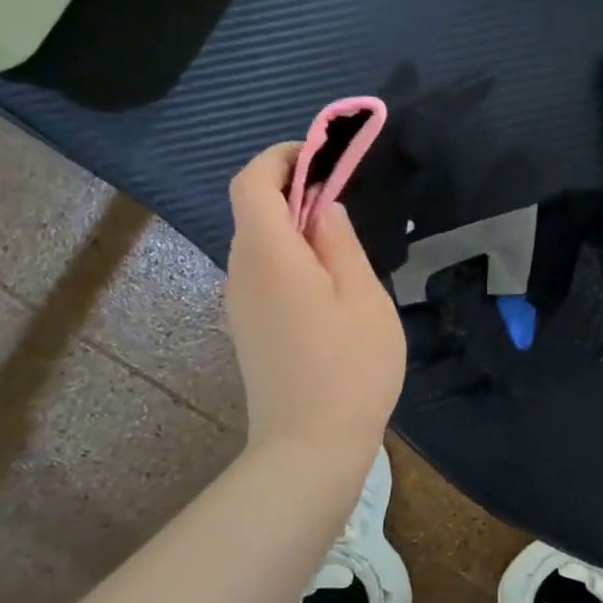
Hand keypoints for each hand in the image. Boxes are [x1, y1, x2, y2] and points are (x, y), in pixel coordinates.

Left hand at [224, 142, 406, 452]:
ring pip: (260, 244)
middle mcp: (241, 272)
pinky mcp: (249, 329)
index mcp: (268, 255)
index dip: (281, 157)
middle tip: (346, 199)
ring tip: (344, 246)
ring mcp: (240, 304)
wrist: (310, 447)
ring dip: (295, 227)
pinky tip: (329, 286)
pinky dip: (291, 258)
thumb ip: (340, 242)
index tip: (322, 156)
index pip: (251, 182)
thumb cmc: (349, 366)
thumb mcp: (362, 296)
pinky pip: (264, 273)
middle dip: (294, 190)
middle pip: (254, 210)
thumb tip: (323, 207)